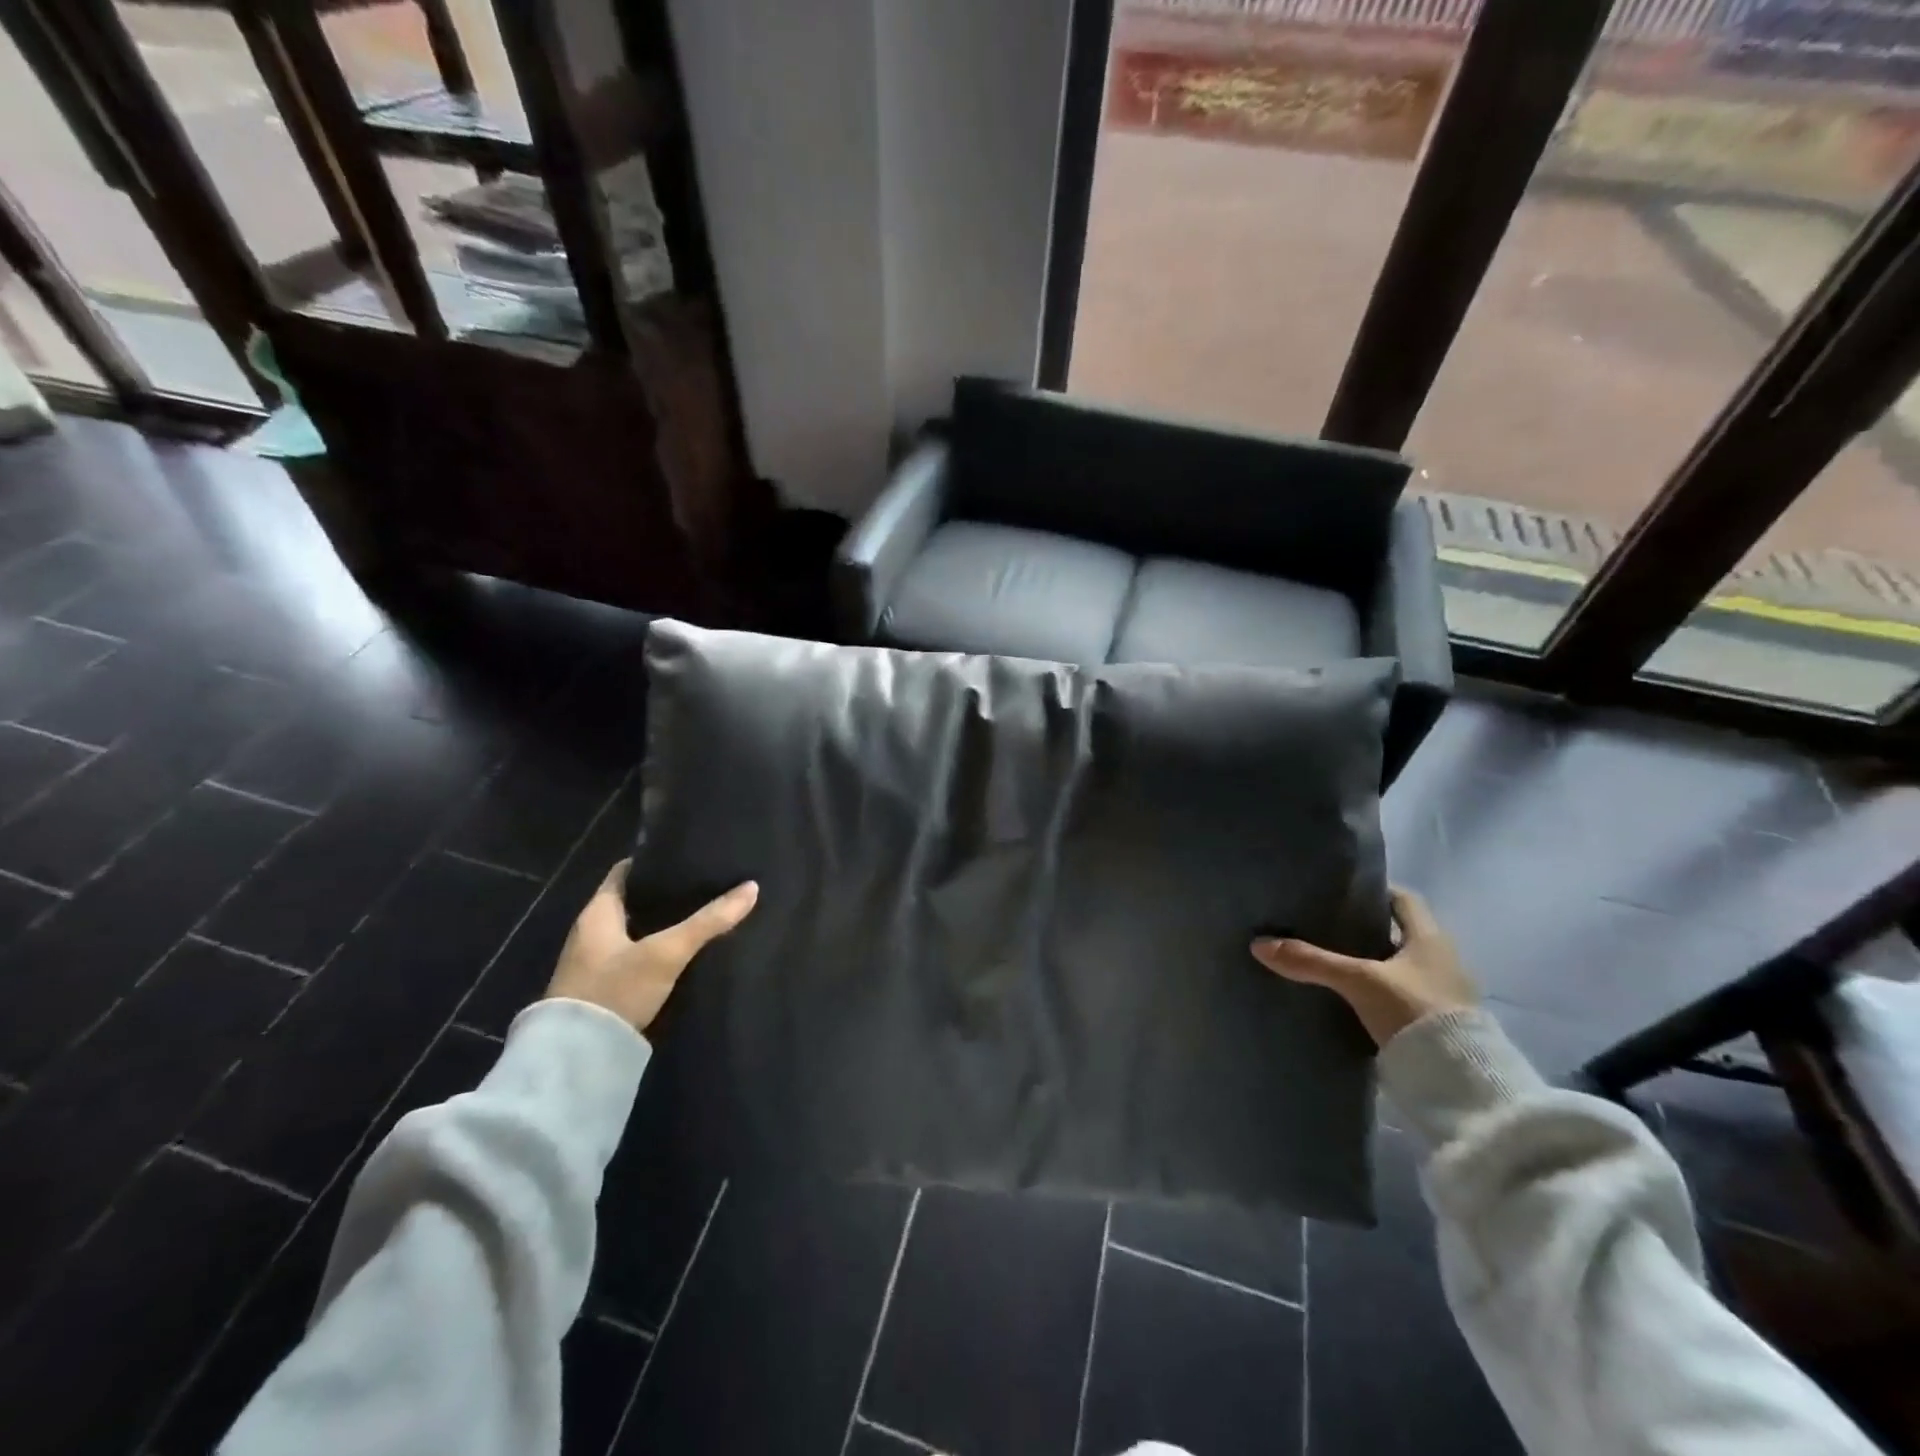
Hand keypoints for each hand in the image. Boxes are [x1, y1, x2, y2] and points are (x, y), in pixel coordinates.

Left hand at [546, 859, 758, 1032]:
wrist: (577, 1059)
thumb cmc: (616, 990)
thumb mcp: (667, 952)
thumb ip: (708, 921)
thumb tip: (751, 888)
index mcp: (597, 912)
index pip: (625, 872)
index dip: (654, 862)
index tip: (687, 856)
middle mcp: (591, 932)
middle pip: (632, 901)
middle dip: (666, 895)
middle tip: (705, 885)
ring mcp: (594, 963)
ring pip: (635, 931)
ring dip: (662, 924)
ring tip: (702, 915)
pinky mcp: (603, 989)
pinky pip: (634, 956)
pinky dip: (657, 950)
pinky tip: (684, 953)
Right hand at [1250, 886, 1475, 1047]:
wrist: (1458, 1081)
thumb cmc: (1415, 1010)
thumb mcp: (1358, 980)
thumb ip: (1312, 961)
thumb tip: (1259, 945)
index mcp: (1431, 938)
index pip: (1403, 899)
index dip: (1374, 892)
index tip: (1341, 893)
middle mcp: (1442, 959)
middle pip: (1399, 932)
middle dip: (1365, 929)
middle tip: (1324, 926)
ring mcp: (1442, 993)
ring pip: (1398, 965)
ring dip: (1371, 962)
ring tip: (1330, 961)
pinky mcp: (1435, 1023)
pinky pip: (1400, 994)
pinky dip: (1377, 991)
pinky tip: (1349, 997)